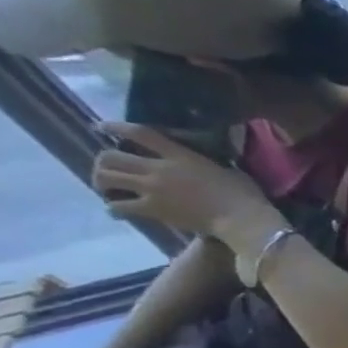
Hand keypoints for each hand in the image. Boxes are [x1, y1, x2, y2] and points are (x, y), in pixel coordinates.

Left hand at [93, 123, 280, 246]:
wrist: (243, 220)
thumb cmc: (245, 194)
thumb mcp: (228, 170)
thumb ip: (205, 164)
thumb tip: (201, 163)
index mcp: (180, 156)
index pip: (140, 134)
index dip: (116, 127)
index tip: (102, 127)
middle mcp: (158, 169)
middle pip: (110, 157)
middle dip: (104, 161)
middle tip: (109, 167)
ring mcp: (151, 189)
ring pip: (106, 178)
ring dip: (102, 181)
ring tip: (108, 187)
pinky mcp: (151, 209)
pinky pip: (118, 206)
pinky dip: (113, 207)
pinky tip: (117, 209)